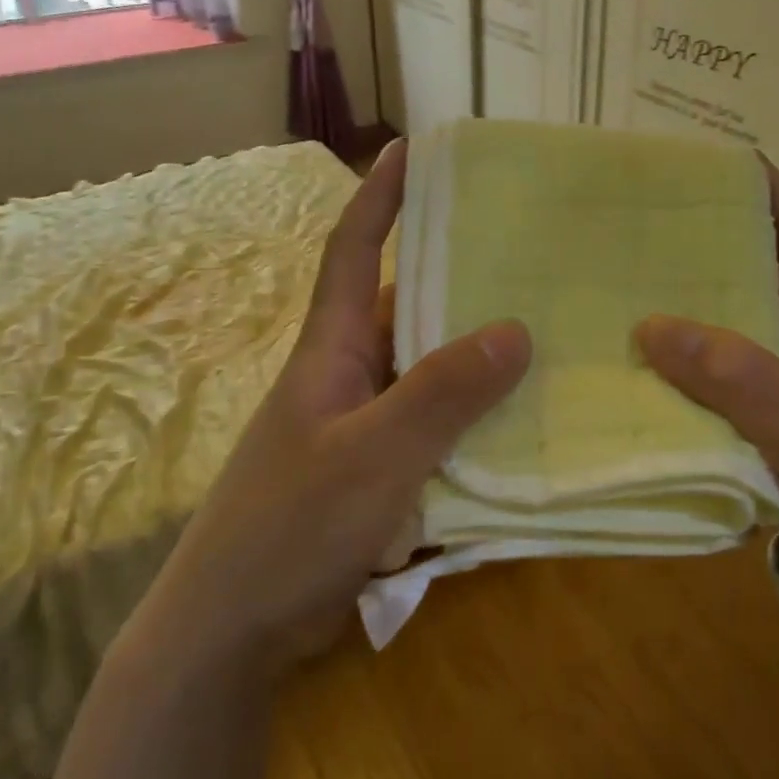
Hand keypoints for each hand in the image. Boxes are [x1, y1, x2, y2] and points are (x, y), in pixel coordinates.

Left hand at [142, 141, 530, 673]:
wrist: (233, 629)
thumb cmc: (290, 527)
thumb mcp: (373, 456)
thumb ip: (441, 394)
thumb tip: (515, 329)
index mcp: (330, 351)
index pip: (352, 251)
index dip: (379, 197)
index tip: (413, 149)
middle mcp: (346, 376)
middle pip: (405, 309)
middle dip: (456, 278)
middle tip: (527, 255)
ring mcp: (360, 427)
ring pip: (426, 372)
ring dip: (473, 357)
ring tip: (545, 334)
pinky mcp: (375, 472)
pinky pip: (433, 427)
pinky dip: (470, 420)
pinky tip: (519, 425)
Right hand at [635, 160, 778, 566]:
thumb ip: (746, 382)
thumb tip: (651, 327)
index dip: (777, 205)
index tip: (729, 167)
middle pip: (761, 293)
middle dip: (713, 258)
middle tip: (646, 237)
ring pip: (731, 351)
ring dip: (687, 326)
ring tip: (623, 301)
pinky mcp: (767, 453)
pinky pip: (714, 403)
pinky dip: (681, 388)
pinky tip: (640, 387)